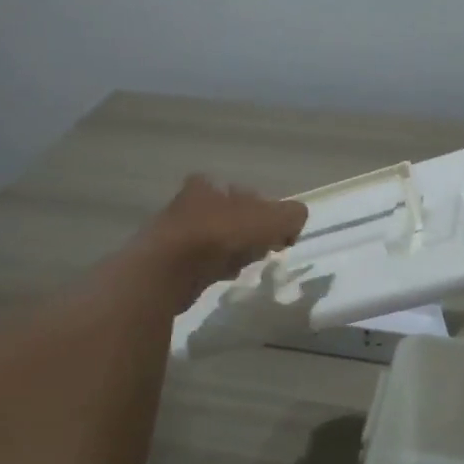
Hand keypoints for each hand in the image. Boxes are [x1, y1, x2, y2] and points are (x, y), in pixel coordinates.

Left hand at [143, 175, 308, 302]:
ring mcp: (174, 233)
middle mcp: (188, 203)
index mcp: (209, 185)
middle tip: (263, 250)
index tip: (278, 234)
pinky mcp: (166, 262)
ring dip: (231, 252)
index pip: (246, 194)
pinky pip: (201, 263)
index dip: (266, 212)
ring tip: (244, 266)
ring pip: (215, 240)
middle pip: (229, 217)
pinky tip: (223, 278)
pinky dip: (214, 269)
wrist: (168, 270)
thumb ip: (290, 215)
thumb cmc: (221, 235)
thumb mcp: (270, 220)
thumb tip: (296, 219)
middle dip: (248, 233)